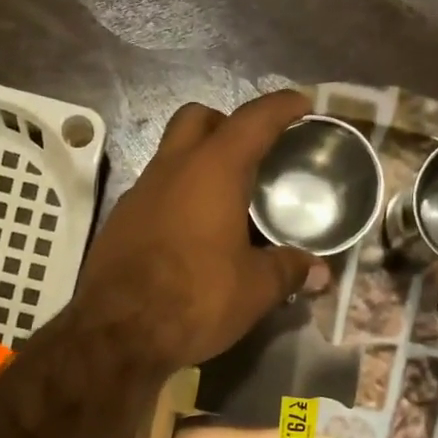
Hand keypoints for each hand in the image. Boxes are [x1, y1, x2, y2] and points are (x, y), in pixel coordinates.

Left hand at [76, 92, 318, 370]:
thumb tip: (320, 272)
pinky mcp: (119, 223)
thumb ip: (289, 270)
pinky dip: (177, 198)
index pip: (253, 120)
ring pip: (171, 156)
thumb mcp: (255, 289)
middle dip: (227, 124)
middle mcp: (171, 169)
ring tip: (226, 200)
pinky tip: (192, 234)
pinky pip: (154, 193)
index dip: (281, 107)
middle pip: (198, 119)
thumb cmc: (195, 299)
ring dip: (198, 164)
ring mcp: (138, 194)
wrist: (117, 333)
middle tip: (252, 153)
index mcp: (213, 170)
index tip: (301, 103)